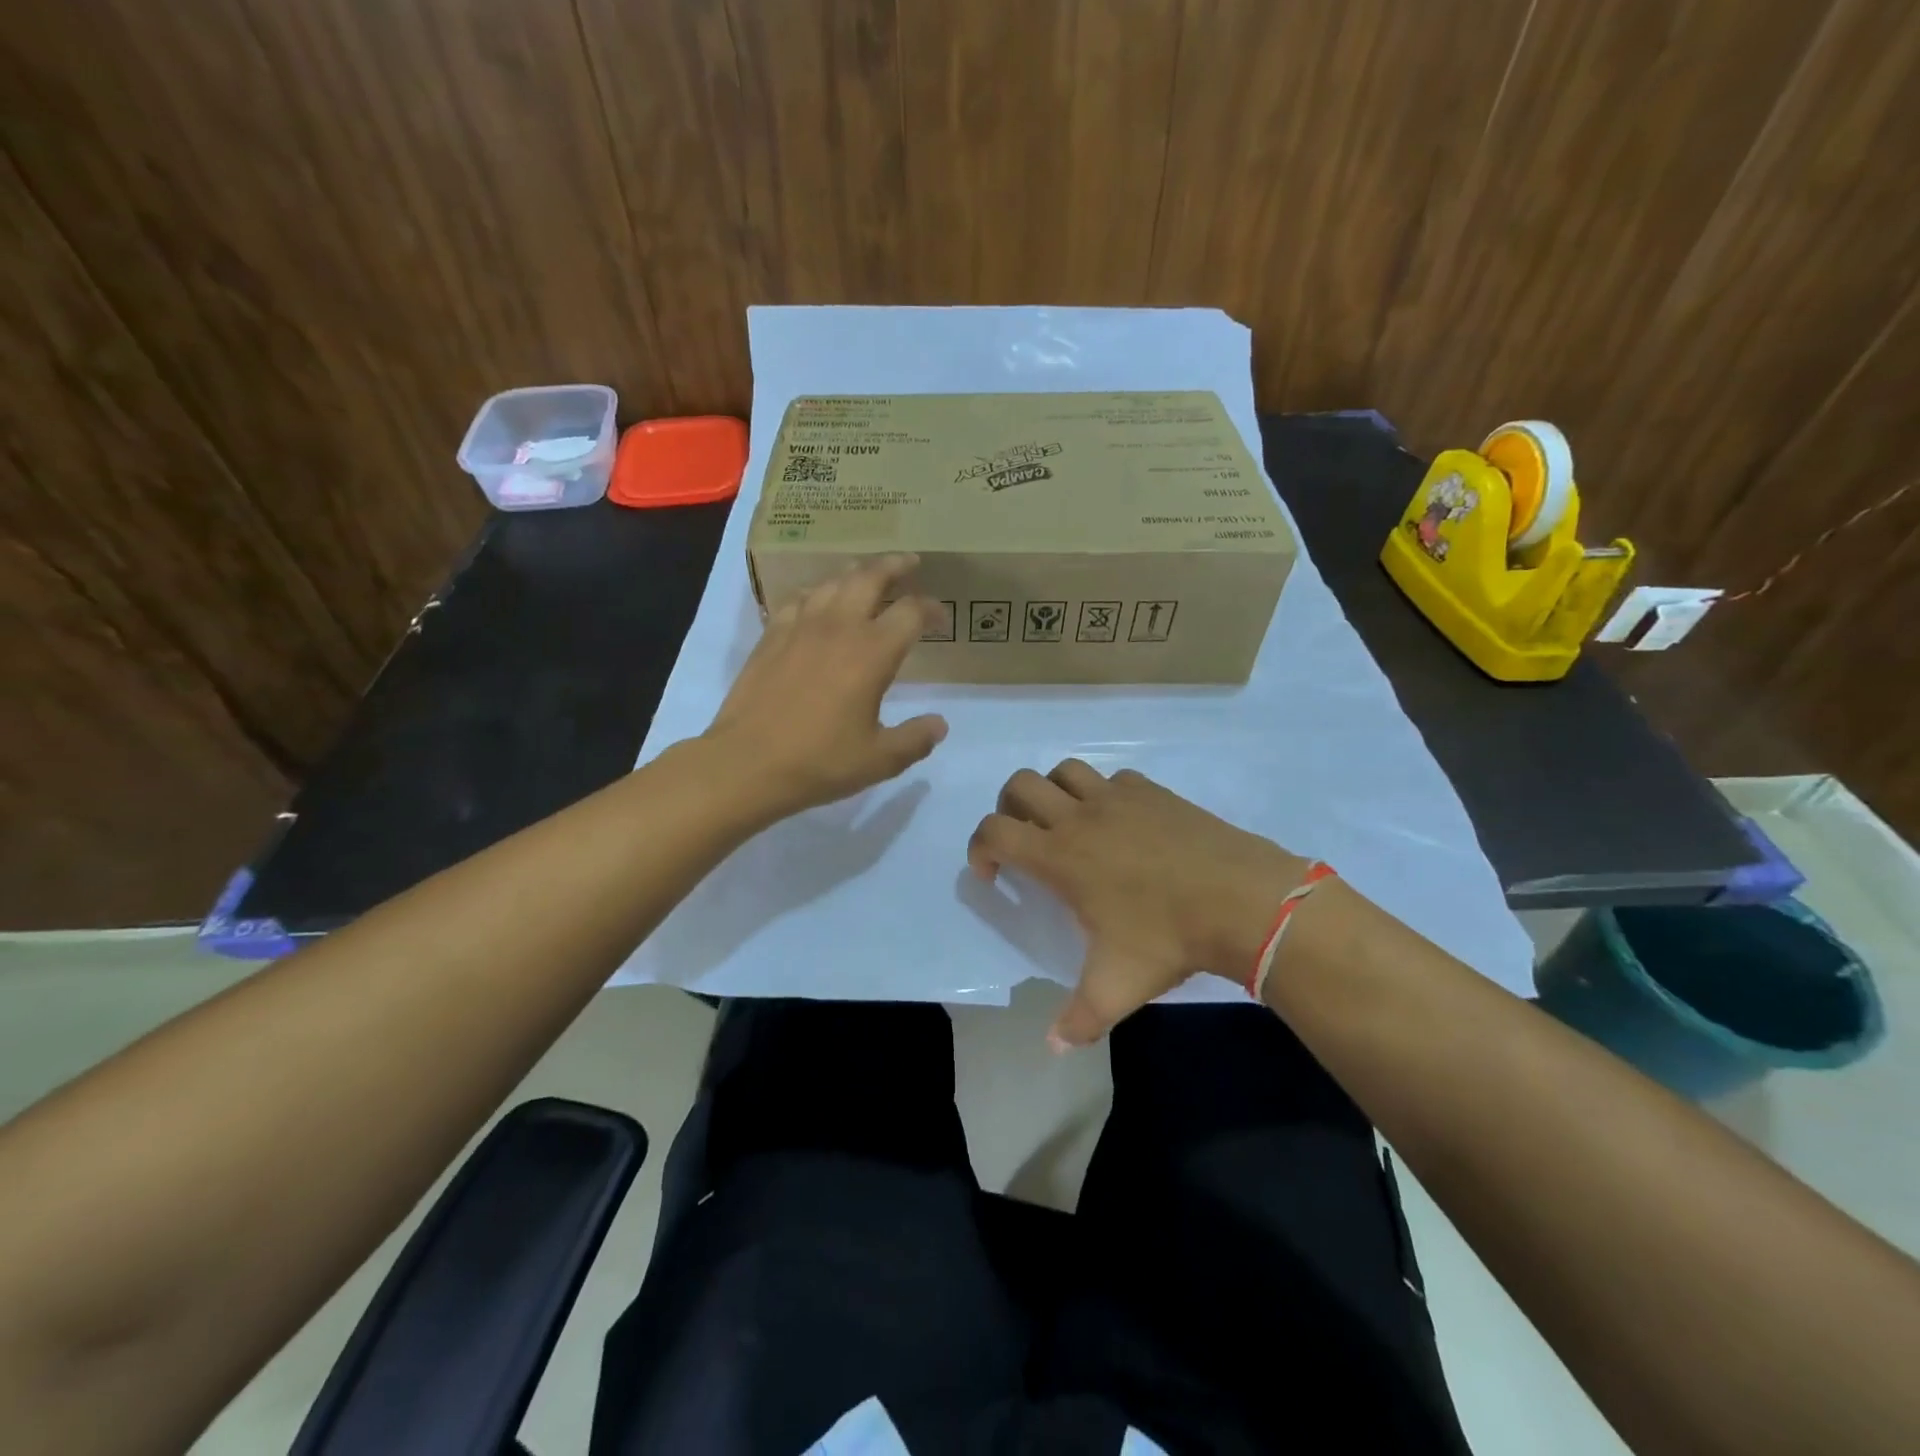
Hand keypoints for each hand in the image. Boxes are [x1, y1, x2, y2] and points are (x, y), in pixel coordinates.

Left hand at [706, 555, 947, 821]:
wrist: (747, 764)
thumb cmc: (819, 762)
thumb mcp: (879, 760)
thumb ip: (916, 739)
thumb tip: (940, 724)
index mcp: (872, 653)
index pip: (911, 612)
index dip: (931, 608)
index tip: (940, 617)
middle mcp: (839, 628)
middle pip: (870, 577)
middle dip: (894, 566)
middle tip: (908, 564)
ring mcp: (800, 627)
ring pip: (833, 582)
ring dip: (856, 574)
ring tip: (867, 577)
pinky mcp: (771, 635)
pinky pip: (799, 599)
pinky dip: (818, 592)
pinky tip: (819, 602)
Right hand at [968, 761, 1308, 1047]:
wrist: (1240, 899)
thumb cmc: (1167, 937)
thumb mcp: (1117, 987)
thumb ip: (1079, 1019)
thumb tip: (1053, 1048)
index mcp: (1060, 856)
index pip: (995, 831)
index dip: (979, 847)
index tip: (990, 874)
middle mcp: (1080, 817)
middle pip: (1020, 785)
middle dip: (1008, 808)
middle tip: (1023, 840)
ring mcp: (1118, 798)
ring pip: (1066, 770)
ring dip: (1054, 792)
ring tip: (1067, 824)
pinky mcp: (1153, 791)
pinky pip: (1114, 779)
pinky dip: (1104, 794)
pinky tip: (1122, 824)